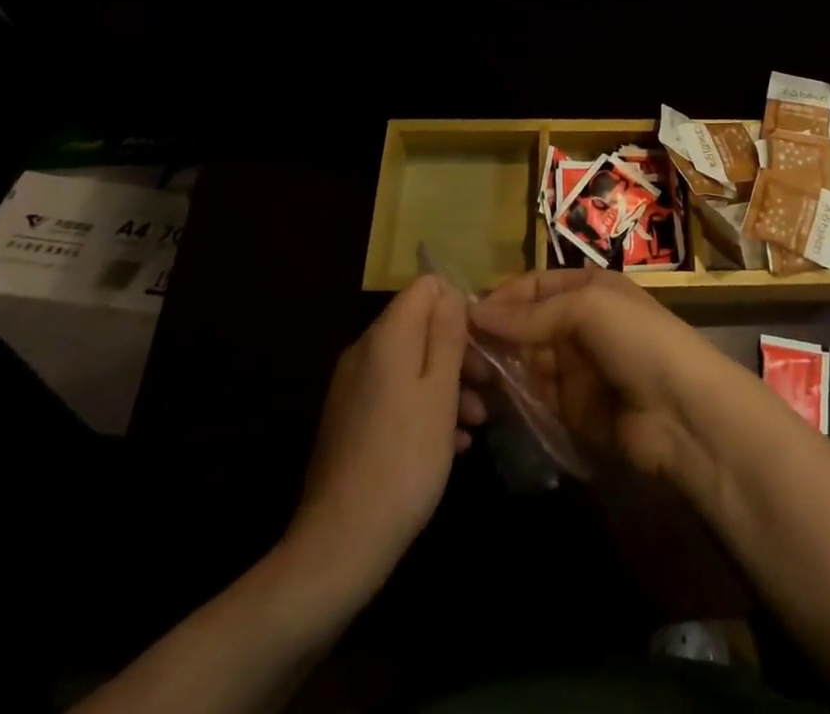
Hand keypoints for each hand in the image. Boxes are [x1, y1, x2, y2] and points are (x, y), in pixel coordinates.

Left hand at [285, 275, 469, 585]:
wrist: (341, 544)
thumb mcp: (441, 391)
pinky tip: (451, 442)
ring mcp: (353, 388)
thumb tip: (450, 291)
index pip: (426, 286)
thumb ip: (447, 334)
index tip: (483, 342)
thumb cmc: (405, 458)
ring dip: (448, 384)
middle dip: (458, 350)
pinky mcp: (350, 421)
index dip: (459, 305)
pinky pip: (396, 394)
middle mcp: (363, 352)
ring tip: (477, 422)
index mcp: (386, 337)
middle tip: (488, 387)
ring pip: (411, 364)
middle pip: (420, 326)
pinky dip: (425, 408)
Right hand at [468, 268, 752, 489]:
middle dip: (495, 334)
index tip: (462, 315)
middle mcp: (581, 323)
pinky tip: (486, 400)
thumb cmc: (638, 341)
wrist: (682, 413)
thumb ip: (532, 314)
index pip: (534, 286)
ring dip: (499, 367)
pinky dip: (513, 397)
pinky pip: (535, 397)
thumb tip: (476, 313)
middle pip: (526, 324)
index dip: (502, 297)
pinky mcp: (573, 409)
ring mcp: (577, 368)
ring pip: (526, 361)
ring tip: (464, 376)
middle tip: (455, 351)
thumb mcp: (588, 308)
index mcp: (589, 288)